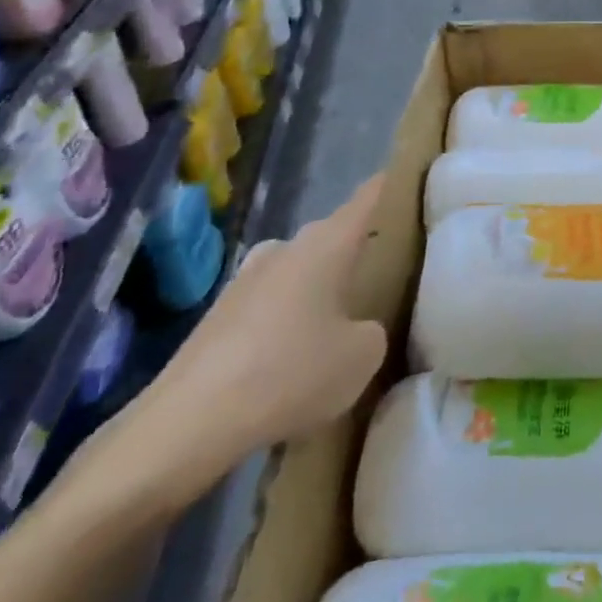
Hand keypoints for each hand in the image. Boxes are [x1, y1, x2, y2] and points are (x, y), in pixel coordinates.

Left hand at [115, 176, 388, 506]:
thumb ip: (372, 330)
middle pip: (333, 236)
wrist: (187, 424)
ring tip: (341, 324)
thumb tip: (355, 328)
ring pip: (300, 272)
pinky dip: (289, 321)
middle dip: (358, 250)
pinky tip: (294, 360)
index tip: (413, 177)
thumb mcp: (362, 356)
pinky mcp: (219, 316)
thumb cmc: (290, 372)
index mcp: (326, 243)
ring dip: (320, 289)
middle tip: (388, 272)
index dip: (393, 185)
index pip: (369, 197)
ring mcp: (246, 279)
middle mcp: (286, 248)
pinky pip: (271, 305)